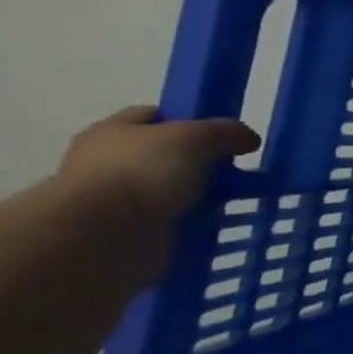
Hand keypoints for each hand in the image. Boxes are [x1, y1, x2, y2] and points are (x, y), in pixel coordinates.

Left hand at [56, 106, 259, 240]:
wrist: (104, 237)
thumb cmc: (142, 172)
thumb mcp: (195, 137)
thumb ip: (224, 132)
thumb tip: (248, 138)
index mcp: (113, 131)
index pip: (155, 116)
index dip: (191, 120)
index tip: (223, 135)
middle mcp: (109, 162)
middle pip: (164, 155)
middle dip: (199, 163)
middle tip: (235, 171)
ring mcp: (117, 200)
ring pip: (169, 191)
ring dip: (197, 197)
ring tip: (233, 202)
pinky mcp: (128, 233)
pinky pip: (171, 223)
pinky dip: (191, 225)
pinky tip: (216, 226)